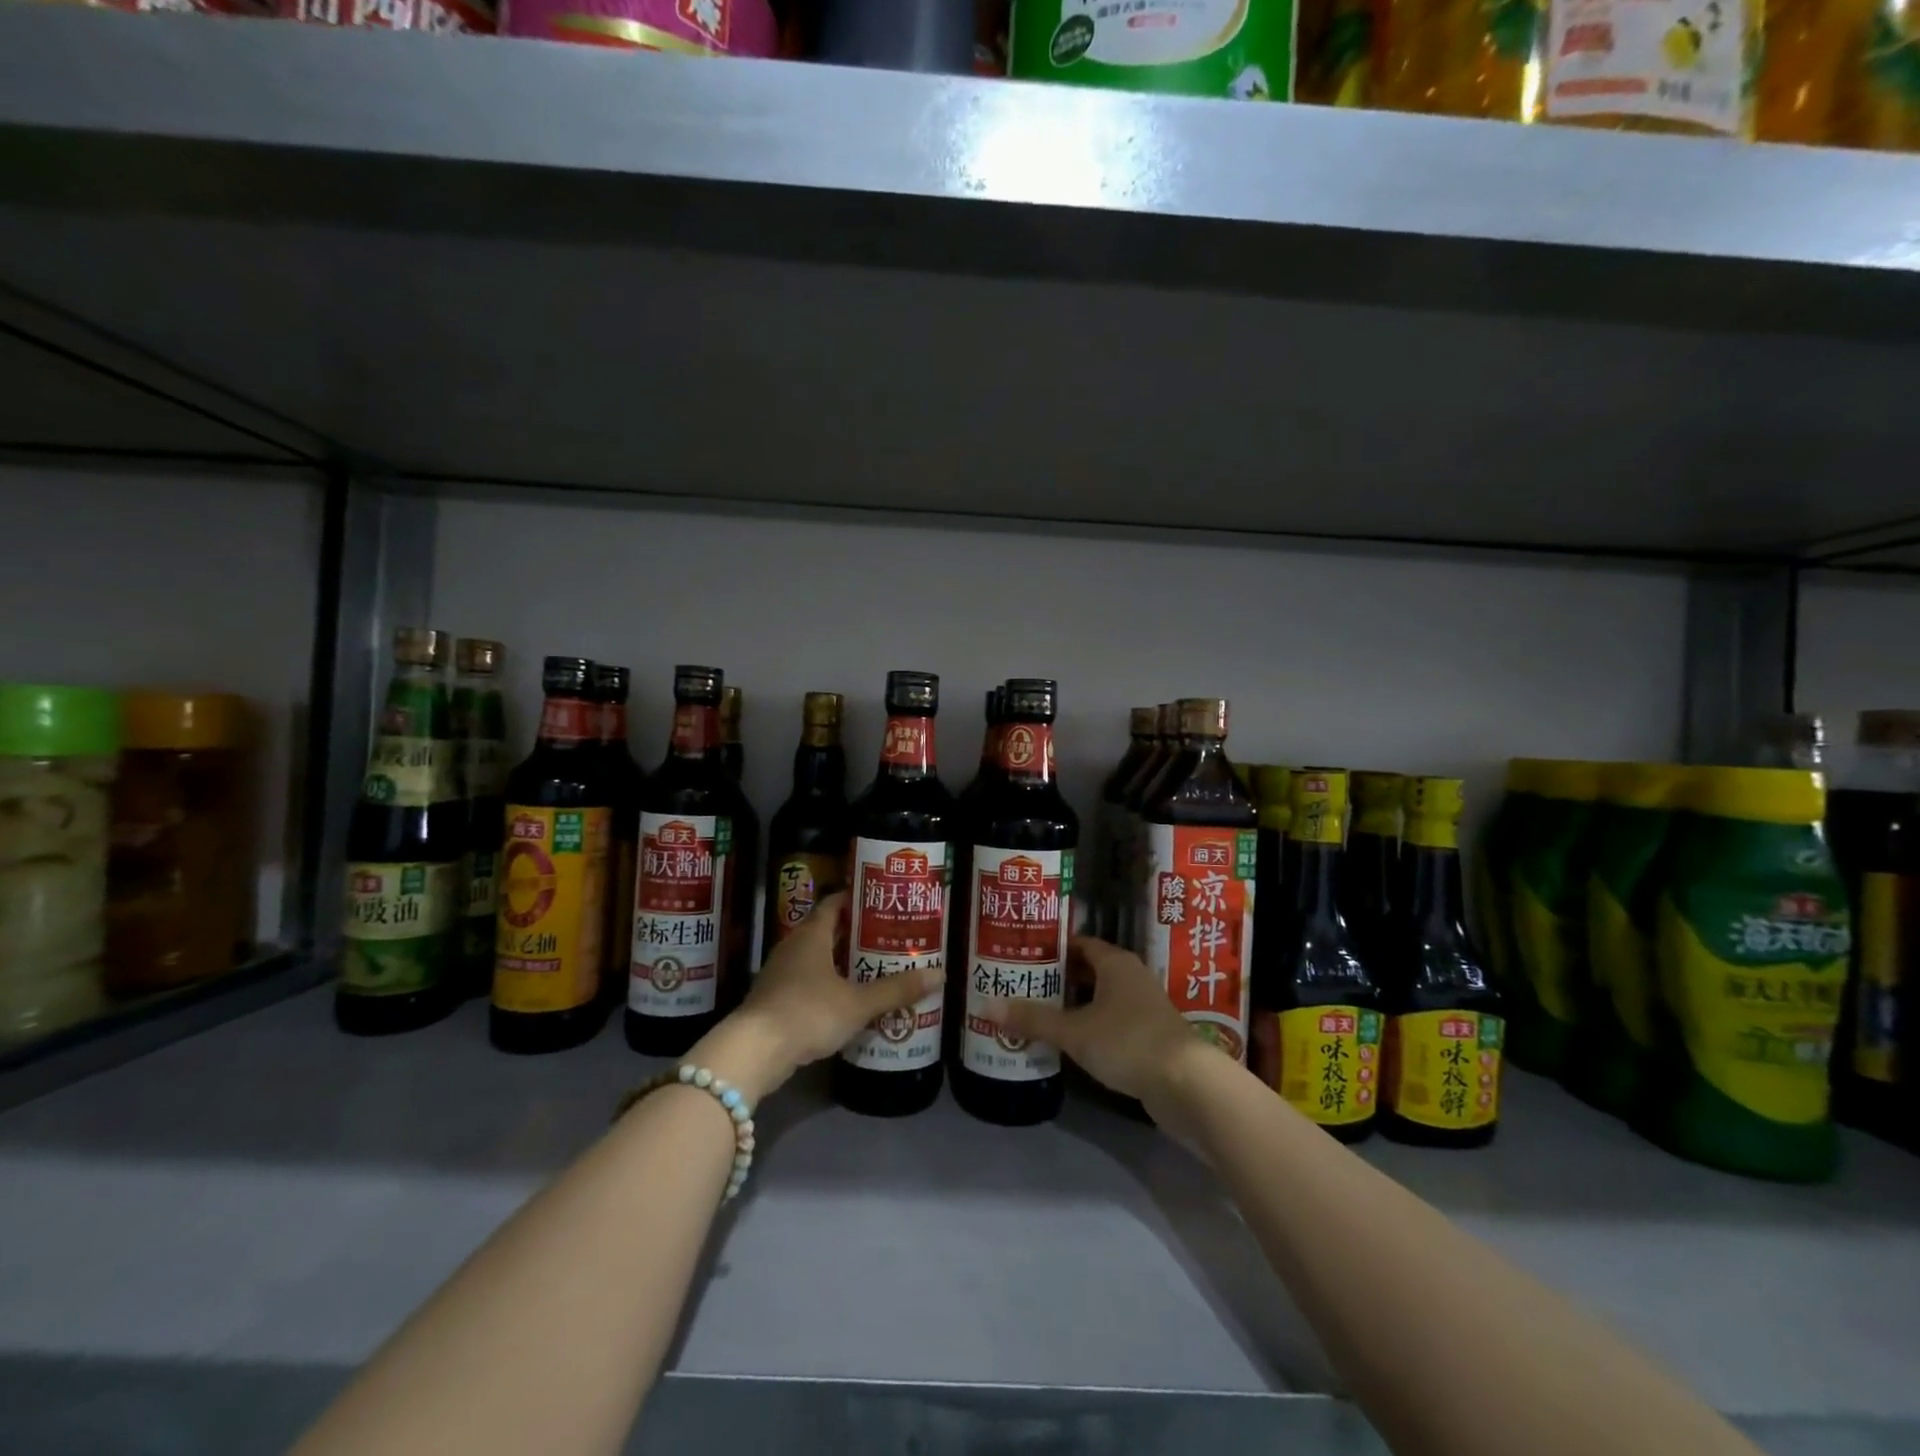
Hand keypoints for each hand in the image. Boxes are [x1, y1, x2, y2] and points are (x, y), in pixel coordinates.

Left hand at [690, 893, 942, 1104]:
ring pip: (815, 958)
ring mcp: (779, 973)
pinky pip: (806, 982)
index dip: (856, 900)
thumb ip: (896, 990)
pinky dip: (826, 984)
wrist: (753, 1052)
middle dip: (854, 934)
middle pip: (826, 930)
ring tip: (872, 968)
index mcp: (811, 935)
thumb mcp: (857, 1003)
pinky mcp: (773, 1000)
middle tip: (886, 937)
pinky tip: (846, 1000)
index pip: (834, 904)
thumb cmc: (807, 1013)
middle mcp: (793, 946)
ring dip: (840, 962)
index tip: (881, 902)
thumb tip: (940, 973)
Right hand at [988, 936, 1216, 1112]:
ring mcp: (1143, 1008)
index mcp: (1115, 963)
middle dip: (1057, 978)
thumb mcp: (1075, 1031)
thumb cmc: (1128, 1042)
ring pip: (1099, 999)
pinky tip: (1067, 1042)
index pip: (1078, 943)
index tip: (1021, 955)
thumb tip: (985, 1005)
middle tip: (1021, 985)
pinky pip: (1110, 1022)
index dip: (1051, 947)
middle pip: (1088, 970)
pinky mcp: (1149, 1037)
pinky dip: (1088, 1027)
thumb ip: (1033, 1019)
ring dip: (1072, 1005)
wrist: (1189, 1086)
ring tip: (1036, 1013)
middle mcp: (1131, 977)